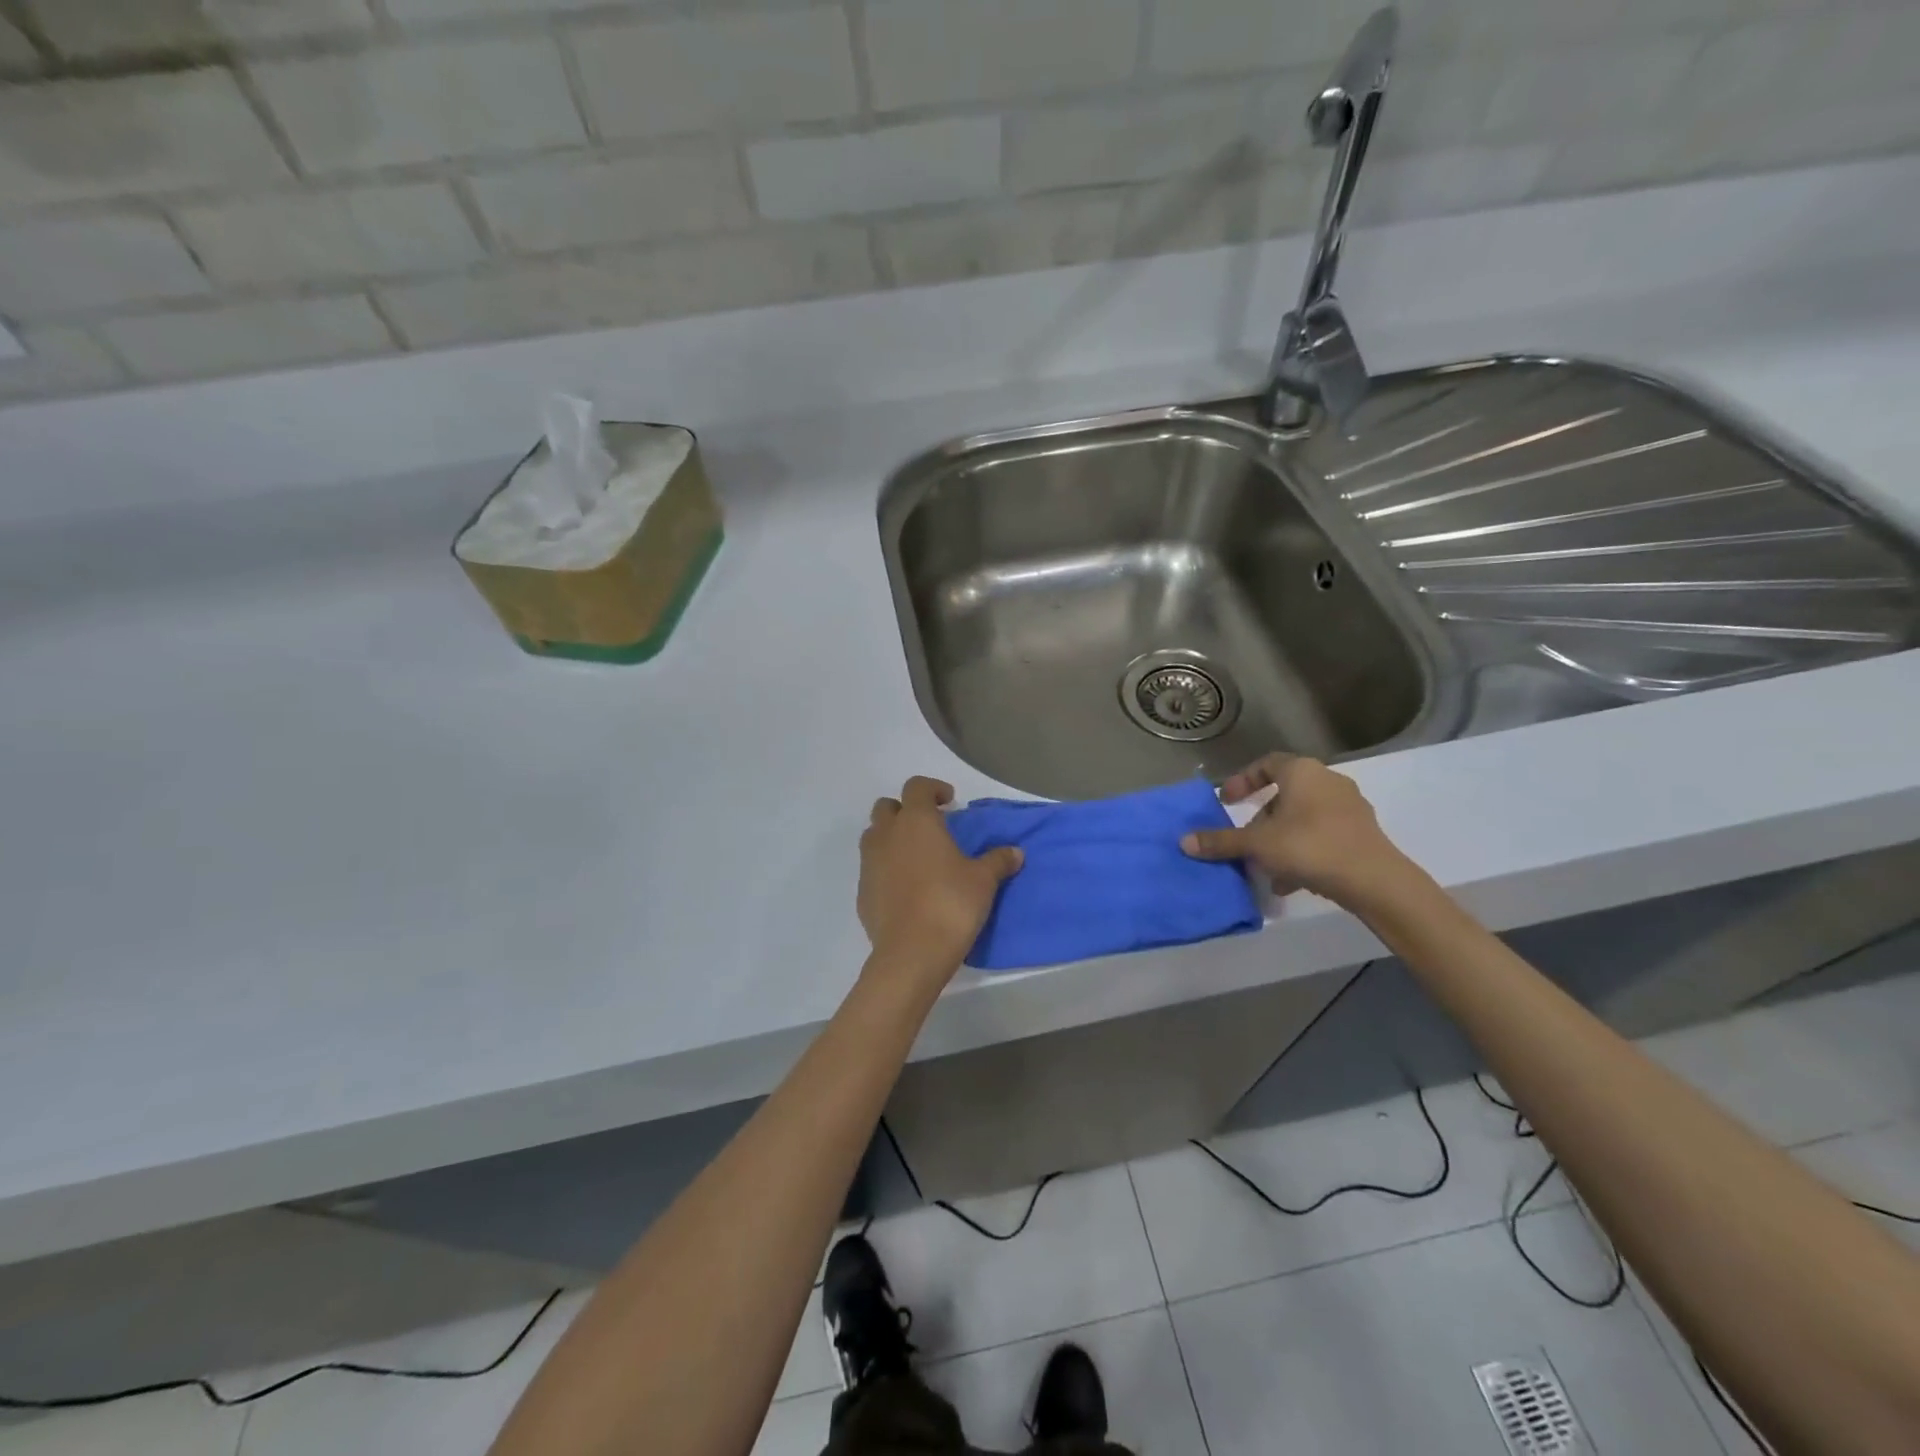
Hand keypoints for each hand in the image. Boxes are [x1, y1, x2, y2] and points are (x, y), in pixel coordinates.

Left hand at [858, 776, 1022, 982]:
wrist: (911, 953)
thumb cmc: (951, 905)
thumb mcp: (983, 881)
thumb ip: (998, 861)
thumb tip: (1015, 852)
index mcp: (916, 822)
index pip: (916, 787)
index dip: (933, 789)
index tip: (949, 801)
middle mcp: (887, 835)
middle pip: (887, 807)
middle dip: (905, 811)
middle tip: (929, 827)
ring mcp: (869, 863)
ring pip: (874, 837)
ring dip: (891, 838)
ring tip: (916, 856)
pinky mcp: (862, 892)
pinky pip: (872, 869)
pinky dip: (886, 869)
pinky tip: (906, 889)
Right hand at [1180, 754, 1411, 910]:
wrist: (1375, 880)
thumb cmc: (1310, 847)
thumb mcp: (1257, 844)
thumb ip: (1221, 841)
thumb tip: (1184, 841)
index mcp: (1302, 772)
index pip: (1266, 764)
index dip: (1242, 781)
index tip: (1226, 802)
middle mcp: (1328, 781)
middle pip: (1285, 794)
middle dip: (1261, 817)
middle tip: (1245, 838)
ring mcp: (1349, 807)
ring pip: (1303, 817)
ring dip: (1280, 838)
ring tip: (1264, 866)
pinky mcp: (1361, 833)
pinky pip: (1322, 835)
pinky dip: (1302, 851)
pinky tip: (1290, 881)